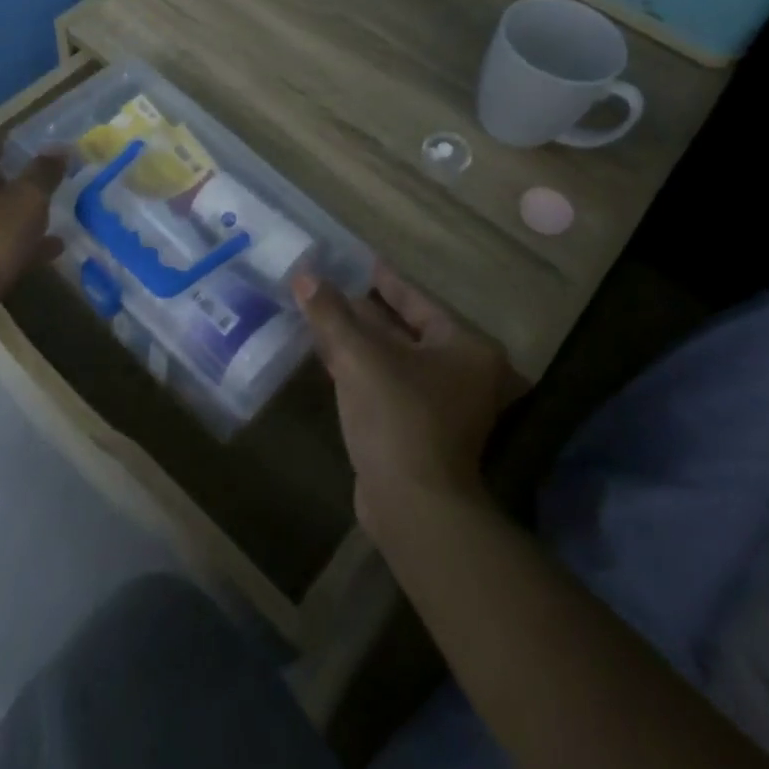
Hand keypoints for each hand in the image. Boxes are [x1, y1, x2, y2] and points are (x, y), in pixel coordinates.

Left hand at [0, 134, 65, 329]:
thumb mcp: (27, 201)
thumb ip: (44, 172)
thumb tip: (59, 148)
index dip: (20, 146)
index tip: (48, 153)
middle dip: (20, 184)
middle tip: (53, 188)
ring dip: (19, 218)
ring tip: (55, 223)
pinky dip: (13, 245)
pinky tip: (45, 254)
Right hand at [294, 262, 524, 531]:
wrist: (412, 506)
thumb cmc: (397, 416)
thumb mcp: (359, 356)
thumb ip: (331, 313)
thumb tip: (305, 275)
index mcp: (464, 349)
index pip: (418, 302)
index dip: (387, 280)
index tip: (362, 262)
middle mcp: (461, 374)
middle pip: (405, 330)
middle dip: (365, 311)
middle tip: (331, 286)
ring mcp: (441, 406)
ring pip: (392, 359)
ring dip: (358, 340)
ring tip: (321, 313)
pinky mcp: (417, 431)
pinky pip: (385, 384)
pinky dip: (358, 368)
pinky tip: (327, 356)